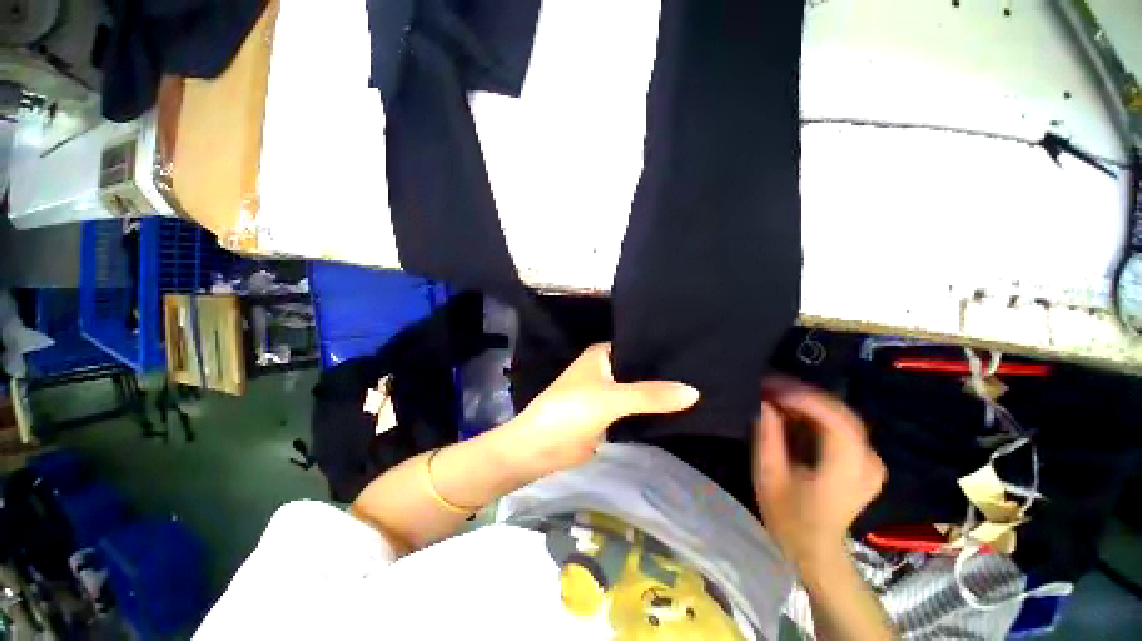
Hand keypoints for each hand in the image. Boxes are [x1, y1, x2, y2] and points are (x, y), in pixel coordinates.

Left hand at [498, 343, 699, 475]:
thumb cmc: (570, 410)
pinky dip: (649, 410)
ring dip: (657, 393)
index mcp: (601, 354)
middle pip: (639, 369)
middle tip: (701, 373)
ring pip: (637, 390)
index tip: (692, 352)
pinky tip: (676, 410)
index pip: (637, 345)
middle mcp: (604, 369)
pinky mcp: (608, 415)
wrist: (540, 448)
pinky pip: (634, 409)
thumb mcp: (612, 398)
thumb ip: (651, 395)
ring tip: (697, 389)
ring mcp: (606, 393)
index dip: (661, 349)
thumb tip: (694, 391)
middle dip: (663, 374)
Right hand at [752, 377, 885, 569]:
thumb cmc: (789, 517)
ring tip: (775, 394)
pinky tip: (792, 412)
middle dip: (803, 393)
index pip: (836, 421)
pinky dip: (815, 413)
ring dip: (807, 401)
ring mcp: (872, 460)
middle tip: (769, 385)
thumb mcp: (769, 476)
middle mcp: (869, 461)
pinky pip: (842, 424)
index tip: (771, 388)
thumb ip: (768, 436)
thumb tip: (765, 402)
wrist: (816, 549)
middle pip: (840, 412)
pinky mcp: (866, 459)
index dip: (803, 398)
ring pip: (841, 414)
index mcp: (847, 471)